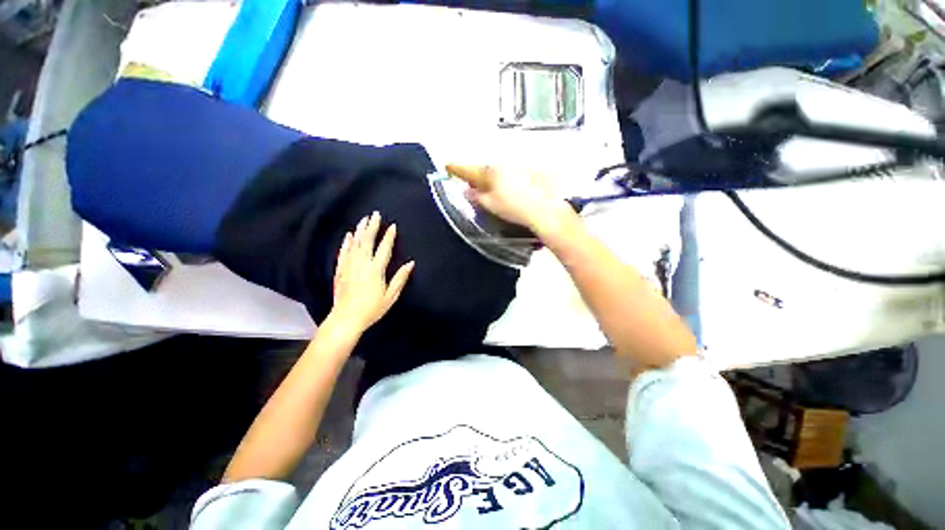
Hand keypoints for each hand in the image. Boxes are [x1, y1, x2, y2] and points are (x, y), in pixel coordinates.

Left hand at [330, 212, 414, 333]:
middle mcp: (361, 264)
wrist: (346, 319)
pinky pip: (343, 253)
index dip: (389, 237)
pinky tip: (349, 235)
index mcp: (375, 270)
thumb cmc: (372, 309)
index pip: (384, 249)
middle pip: (367, 241)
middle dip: (372, 227)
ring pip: (355, 244)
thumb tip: (411, 263)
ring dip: (360, 231)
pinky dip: (346, 243)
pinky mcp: (340, 271)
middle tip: (375, 214)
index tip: (393, 226)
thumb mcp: (391, 296)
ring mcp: (349, 266)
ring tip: (364, 219)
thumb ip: (400, 278)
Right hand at [445, 164, 572, 230]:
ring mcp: (517, 167)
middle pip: (484, 170)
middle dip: (476, 177)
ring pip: (498, 172)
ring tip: (491, 192)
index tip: (447, 165)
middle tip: (471, 186)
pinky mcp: (529, 173)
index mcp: (490, 172)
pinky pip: (510, 175)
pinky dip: (504, 181)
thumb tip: (467, 191)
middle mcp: (503, 165)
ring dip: (491, 180)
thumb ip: (477, 197)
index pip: (469, 170)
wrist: (544, 208)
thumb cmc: (514, 207)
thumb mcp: (490, 205)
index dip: (456, 169)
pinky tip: (509, 191)